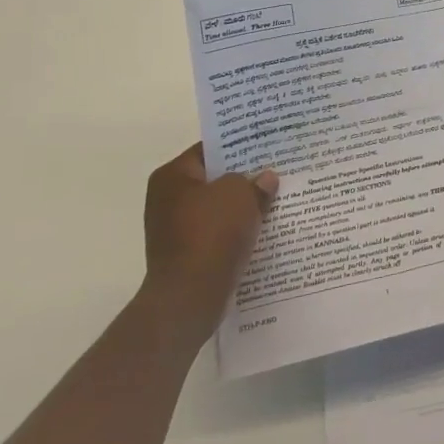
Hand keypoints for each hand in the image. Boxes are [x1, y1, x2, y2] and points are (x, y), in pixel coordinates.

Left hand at [141, 144, 276, 346]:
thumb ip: (254, 181)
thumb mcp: (240, 195)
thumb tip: (265, 179)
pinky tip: (263, 230)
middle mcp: (167, 200)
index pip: (208, 151)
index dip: (238, 147)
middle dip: (244, 179)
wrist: (190, 296)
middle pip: (214, 181)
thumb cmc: (211, 234)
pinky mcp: (187, 255)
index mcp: (172, 177)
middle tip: (277, 171)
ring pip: (218, 209)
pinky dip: (236, 231)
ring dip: (242, 207)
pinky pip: (218, 234)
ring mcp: (174, 230)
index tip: (266, 146)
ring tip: (276, 200)